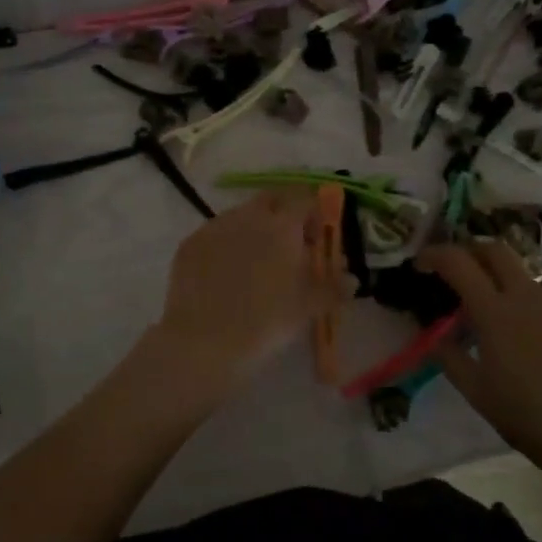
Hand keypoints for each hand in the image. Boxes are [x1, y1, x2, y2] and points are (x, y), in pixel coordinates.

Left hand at [150, 189, 338, 388]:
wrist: (203, 342)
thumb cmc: (265, 322)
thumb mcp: (307, 308)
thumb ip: (333, 288)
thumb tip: (351, 278)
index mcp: (281, 225)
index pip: (305, 199)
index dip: (315, 214)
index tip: (317, 238)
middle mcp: (247, 216)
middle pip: (272, 200)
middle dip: (284, 214)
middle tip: (290, 245)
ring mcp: (214, 227)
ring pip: (241, 215)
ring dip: (254, 229)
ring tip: (256, 264)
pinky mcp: (190, 244)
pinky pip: (216, 234)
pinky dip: (227, 245)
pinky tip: (226, 275)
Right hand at [419, 240, 541, 485]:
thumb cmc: (526, 415)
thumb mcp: (475, 391)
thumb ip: (449, 356)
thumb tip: (435, 336)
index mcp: (495, 311)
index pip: (458, 262)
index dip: (435, 255)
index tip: (421, 265)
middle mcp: (526, 297)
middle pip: (496, 250)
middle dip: (470, 251)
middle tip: (455, 271)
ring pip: (521, 274)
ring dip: (498, 279)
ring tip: (489, 312)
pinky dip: (523, 304)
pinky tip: (523, 338)